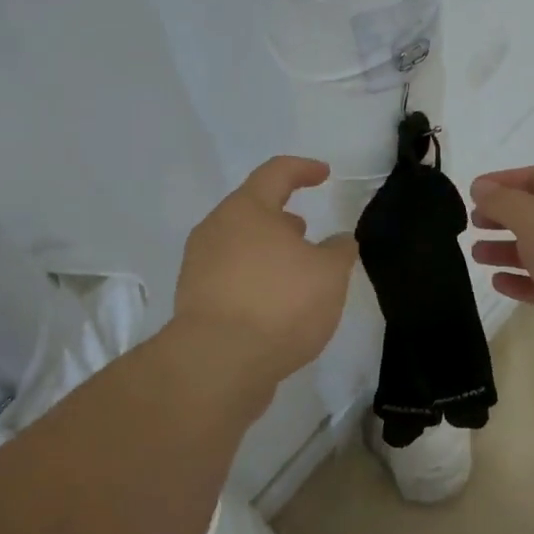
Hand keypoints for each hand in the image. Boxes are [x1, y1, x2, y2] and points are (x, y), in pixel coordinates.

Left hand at [174, 156, 357, 385]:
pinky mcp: (194, 301)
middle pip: (251, 210)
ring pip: (239, 245)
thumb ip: (339, 251)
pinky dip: (254, 279)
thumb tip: (339, 241)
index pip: (276, 173)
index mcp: (246, 209)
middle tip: (305, 231)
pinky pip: (230, 276)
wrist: (217, 364)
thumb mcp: (329, 275)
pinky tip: (275, 304)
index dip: (303, 169)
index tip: (324, 174)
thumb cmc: (279, 304)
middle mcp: (215, 229)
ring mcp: (199, 266)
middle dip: (281, 217)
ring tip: (294, 271)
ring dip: (268, 250)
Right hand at [469, 166, 533, 367]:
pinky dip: (521, 280)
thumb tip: (479, 187)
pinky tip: (498, 281)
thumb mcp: (531, 215)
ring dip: (507, 250)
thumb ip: (501, 200)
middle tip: (474, 224)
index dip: (504, 181)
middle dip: (504, 218)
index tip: (474, 192)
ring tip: (477, 254)